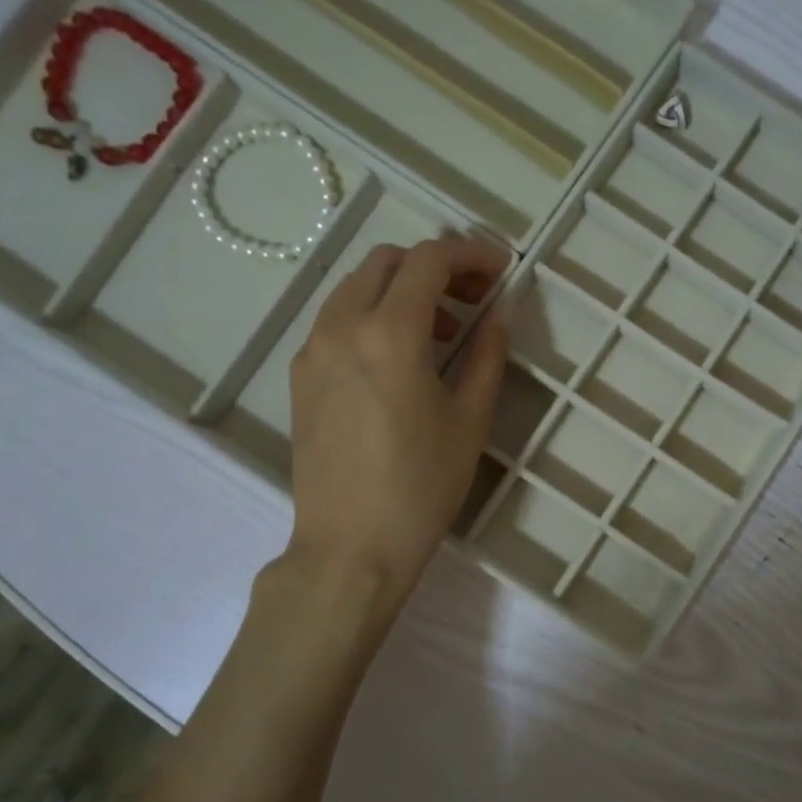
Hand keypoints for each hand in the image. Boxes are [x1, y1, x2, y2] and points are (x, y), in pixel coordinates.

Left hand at [283, 234, 509, 600]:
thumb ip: (487, 356)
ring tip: (441, 331)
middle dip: (434, 266)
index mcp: (388, 333)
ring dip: (401, 290)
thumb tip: (497, 315)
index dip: (470, 254)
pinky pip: (337, 320)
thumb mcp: (470, 420)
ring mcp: (312, 350)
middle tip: (472, 298)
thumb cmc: (421, 486)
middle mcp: (341, 327)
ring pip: (356, 287)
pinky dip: (372, 315)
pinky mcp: (301, 377)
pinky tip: (399, 358)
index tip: (500, 270)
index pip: (428, 260)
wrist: (350, 547)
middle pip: (386, 262)